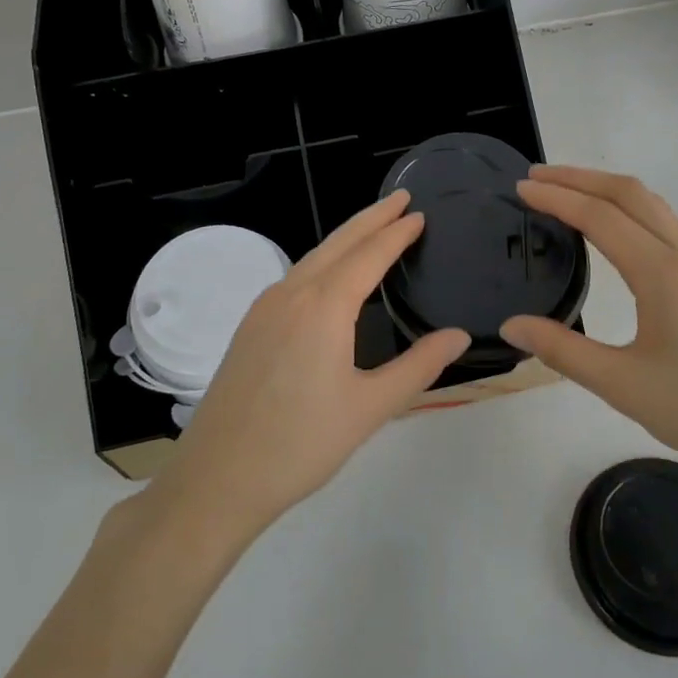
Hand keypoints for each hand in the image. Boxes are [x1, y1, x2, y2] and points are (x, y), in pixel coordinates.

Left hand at [159, 191, 470, 537]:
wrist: (218, 477)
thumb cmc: (302, 443)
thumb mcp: (371, 407)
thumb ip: (419, 367)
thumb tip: (458, 335)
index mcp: (324, 306)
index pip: (369, 255)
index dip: (396, 233)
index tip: (418, 214)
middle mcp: (292, 294)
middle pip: (338, 243)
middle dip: (370, 218)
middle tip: (400, 199)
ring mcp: (265, 308)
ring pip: (312, 258)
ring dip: (345, 238)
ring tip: (372, 229)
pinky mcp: (250, 326)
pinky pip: (294, 277)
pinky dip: (322, 262)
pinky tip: (330, 276)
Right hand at [500, 165, 677, 505]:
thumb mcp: (623, 386)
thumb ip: (563, 350)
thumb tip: (511, 325)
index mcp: (666, 274)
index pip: (601, 216)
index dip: (557, 197)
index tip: (521, 187)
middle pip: (630, 194)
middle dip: (580, 178)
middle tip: (536, 177)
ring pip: (653, 205)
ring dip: (607, 190)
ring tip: (567, 193)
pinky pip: (668, 224)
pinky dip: (630, 211)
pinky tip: (613, 231)